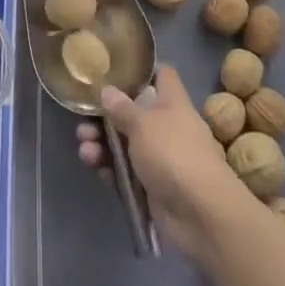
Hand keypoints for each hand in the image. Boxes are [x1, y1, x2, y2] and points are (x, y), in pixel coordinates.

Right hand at [76, 65, 253, 263]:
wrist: (200, 215)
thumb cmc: (173, 153)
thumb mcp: (143, 124)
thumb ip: (122, 107)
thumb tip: (108, 90)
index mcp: (173, 104)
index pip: (162, 77)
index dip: (142, 71)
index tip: (116, 70)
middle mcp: (168, 128)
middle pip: (134, 113)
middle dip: (107, 116)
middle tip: (84, 119)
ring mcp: (161, 159)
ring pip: (126, 145)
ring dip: (102, 143)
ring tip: (83, 147)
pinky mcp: (152, 188)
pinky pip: (126, 173)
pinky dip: (109, 168)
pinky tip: (93, 165)